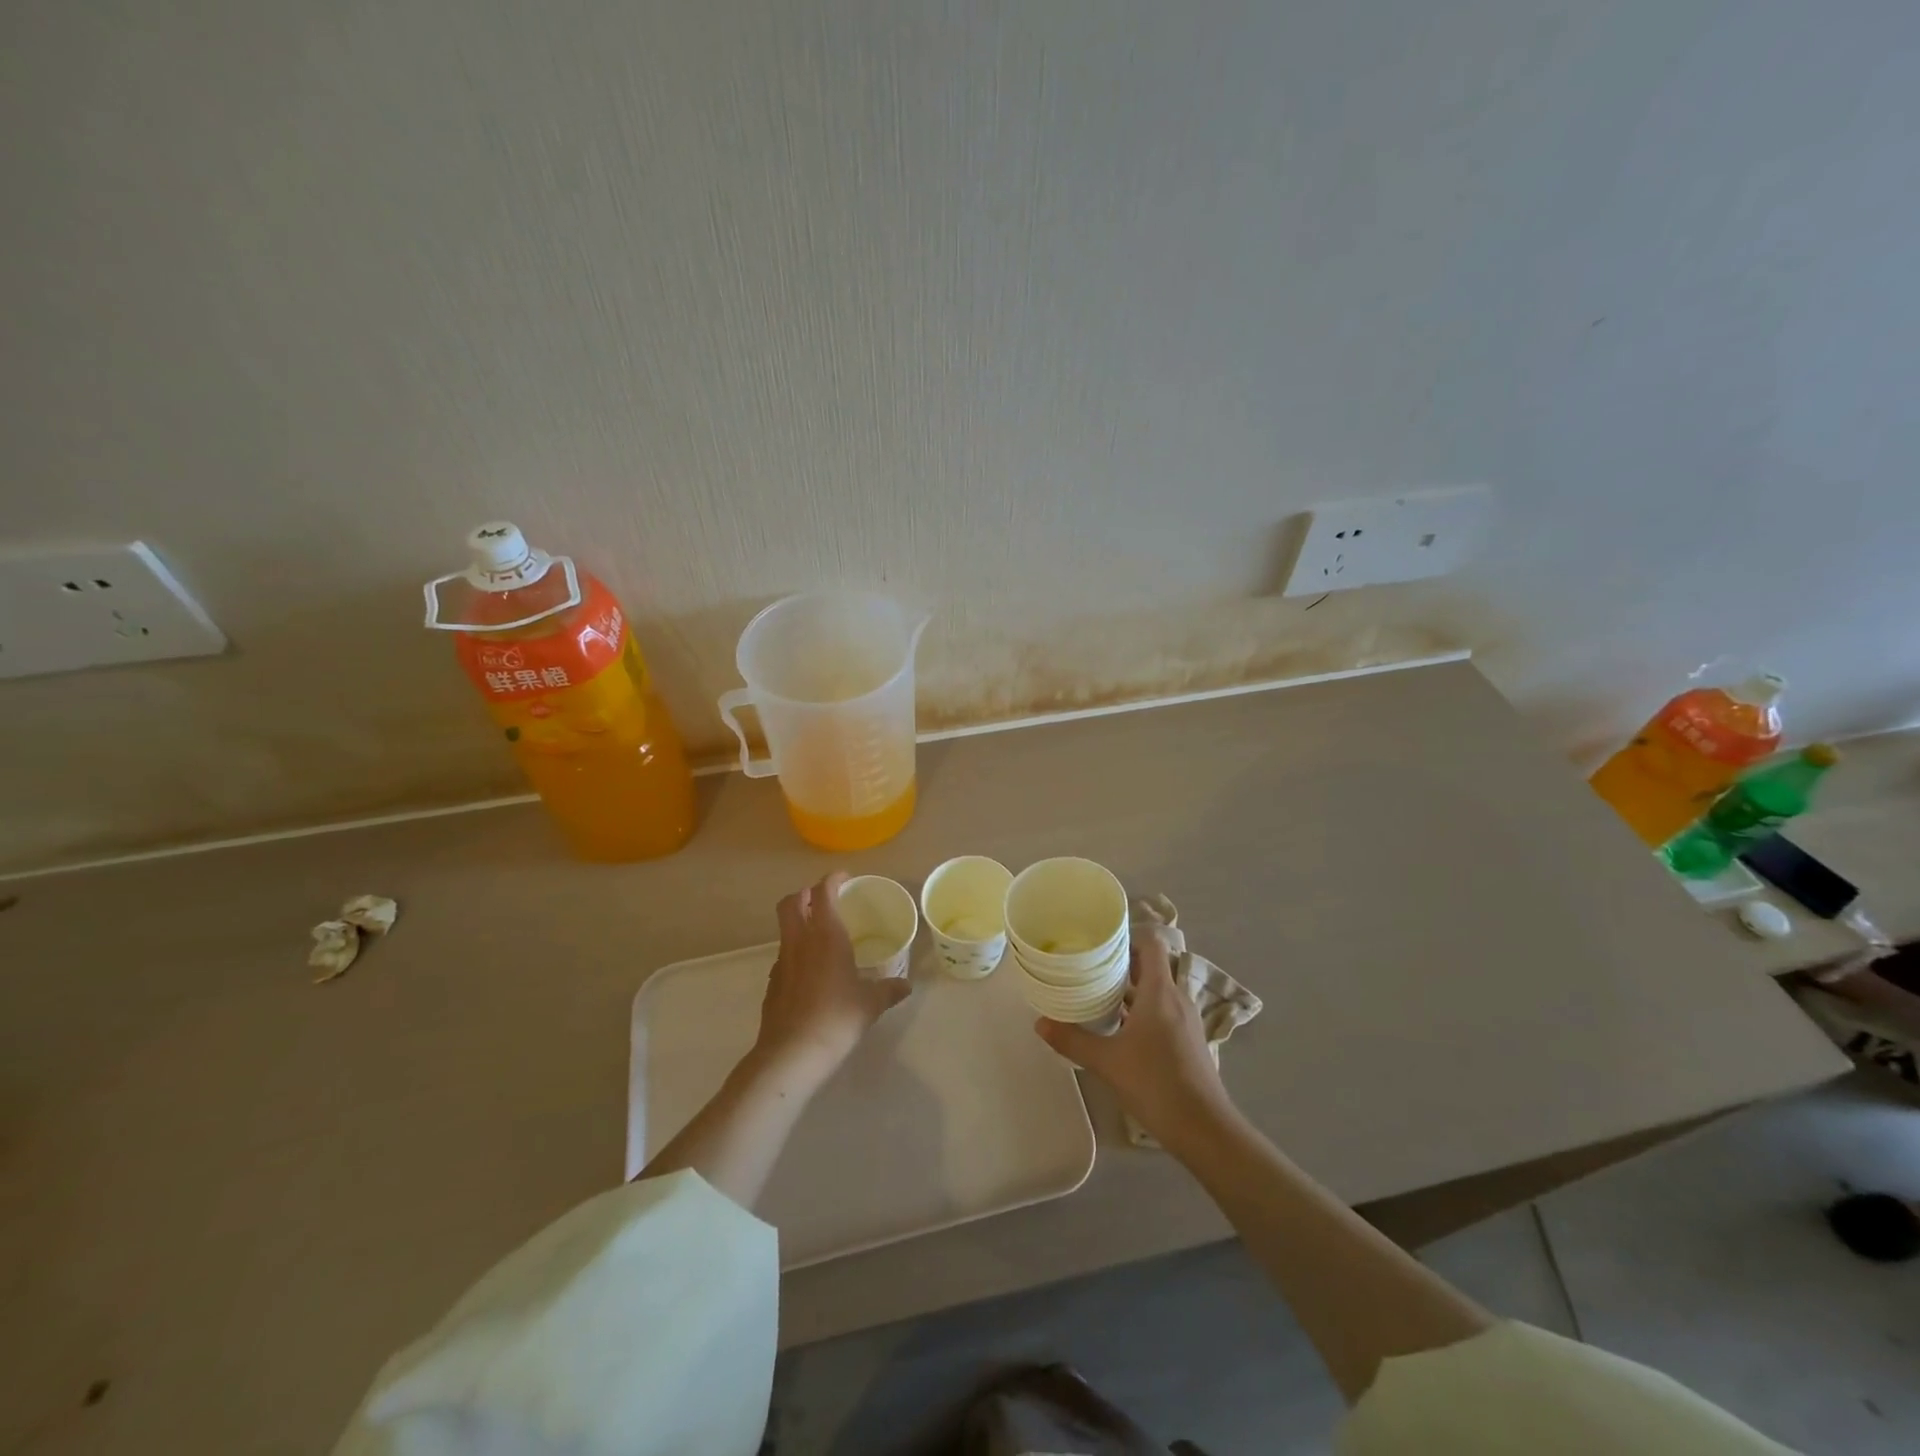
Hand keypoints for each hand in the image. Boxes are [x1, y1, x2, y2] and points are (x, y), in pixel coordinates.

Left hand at [752, 871, 911, 1083]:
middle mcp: (800, 941)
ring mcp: (781, 961)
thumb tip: (906, 985)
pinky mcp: (772, 983)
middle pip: (791, 902)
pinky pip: (784, 955)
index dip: (832, 879)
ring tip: (821, 936)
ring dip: (799, 922)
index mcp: (826, 935)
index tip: (845, 878)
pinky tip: (812, 972)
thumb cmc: (837, 1018)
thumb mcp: (871, 1003)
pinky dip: (796, 952)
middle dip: (806, 894)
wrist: (792, 1053)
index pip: (822, 891)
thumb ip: (889, 990)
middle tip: (826, 900)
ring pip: (785, 928)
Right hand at [1037, 930, 1231, 1146]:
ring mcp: (1186, 1020)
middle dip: (1122, 963)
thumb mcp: (1107, 1062)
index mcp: (1160, 992)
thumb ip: (1072, 1040)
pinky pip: (1163, 1010)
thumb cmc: (1156, 1084)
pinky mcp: (1189, 1040)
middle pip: (1151, 966)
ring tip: (1099, 993)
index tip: (1099, 942)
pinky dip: (1143, 1009)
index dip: (1127, 937)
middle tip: (1089, 966)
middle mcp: (1177, 998)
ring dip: (1132, 988)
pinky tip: (1120, 1027)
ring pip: (1157, 990)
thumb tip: (1039, 1023)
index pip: (1151, 944)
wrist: (1205, 1130)